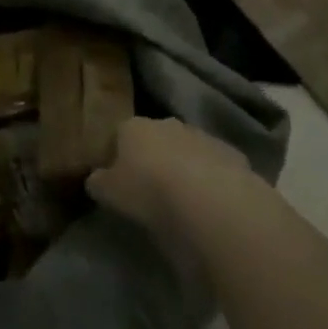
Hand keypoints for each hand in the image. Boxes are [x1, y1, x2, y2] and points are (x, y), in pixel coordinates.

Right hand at [87, 117, 258, 252]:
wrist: (210, 200)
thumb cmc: (149, 191)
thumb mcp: (110, 193)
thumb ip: (99, 183)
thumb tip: (95, 180)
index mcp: (133, 127)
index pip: (120, 134)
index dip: (118, 156)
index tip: (119, 179)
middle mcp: (167, 123)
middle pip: (155, 139)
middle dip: (153, 157)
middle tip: (151, 190)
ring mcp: (202, 136)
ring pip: (187, 150)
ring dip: (184, 167)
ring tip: (184, 201)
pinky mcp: (232, 155)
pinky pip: (215, 167)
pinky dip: (211, 181)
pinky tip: (211, 205)